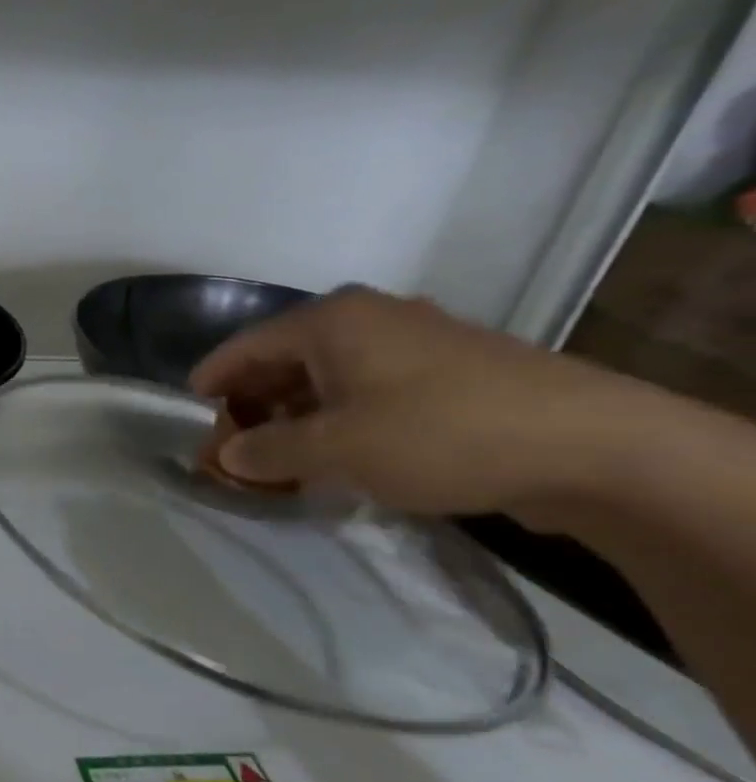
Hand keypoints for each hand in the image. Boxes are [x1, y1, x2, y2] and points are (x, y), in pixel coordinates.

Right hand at [188, 286, 651, 523]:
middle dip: (250, 406)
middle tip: (231, 450)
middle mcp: (367, 319)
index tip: (188, 415)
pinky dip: (337, 420)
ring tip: (277, 461)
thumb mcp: (334, 449)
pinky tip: (335, 456)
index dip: (210, 383)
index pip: (243, 347)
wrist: (592, 446)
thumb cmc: (437, 433)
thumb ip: (266, 451)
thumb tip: (227, 456)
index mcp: (330, 321)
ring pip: (325, 378)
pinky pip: (366, 391)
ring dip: (293, 418)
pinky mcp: (447, 372)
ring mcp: (412, 343)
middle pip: (282, 361)